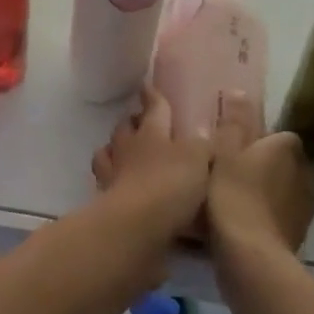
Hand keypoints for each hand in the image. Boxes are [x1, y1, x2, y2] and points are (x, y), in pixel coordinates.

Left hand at [90, 85, 211, 239]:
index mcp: (152, 132)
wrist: (137, 227)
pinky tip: (125, 186)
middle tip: (141, 122)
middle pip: (126, 127)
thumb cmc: (170, 184)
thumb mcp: (199, 159)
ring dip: (117, 149)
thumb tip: (206, 131)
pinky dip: (115, 181)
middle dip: (133, 122)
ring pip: (110, 152)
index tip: (147, 86)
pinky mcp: (108, 202)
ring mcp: (114, 174)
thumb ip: (204, 144)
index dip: (152, 96)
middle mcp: (129, 148)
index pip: (153, 107)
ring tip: (128, 154)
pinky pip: (107, 183)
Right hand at [206, 93, 313, 262]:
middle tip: (234, 170)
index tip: (237, 148)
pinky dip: (268, 215)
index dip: (260, 140)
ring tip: (237, 197)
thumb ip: (234, 122)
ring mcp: (305, 208)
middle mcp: (305, 174)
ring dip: (268, 191)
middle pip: (285, 162)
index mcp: (288, 149)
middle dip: (266, 165)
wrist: (250, 255)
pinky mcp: (299, 236)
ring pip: (285, 189)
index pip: (281, 136)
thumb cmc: (234, 193)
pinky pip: (282, 215)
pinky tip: (245, 221)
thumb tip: (239, 91)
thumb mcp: (224, 150)